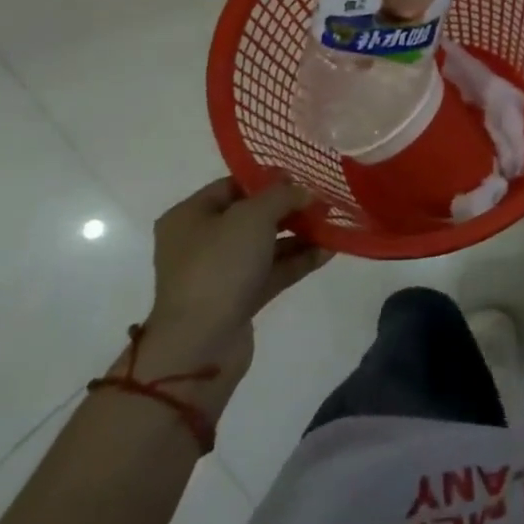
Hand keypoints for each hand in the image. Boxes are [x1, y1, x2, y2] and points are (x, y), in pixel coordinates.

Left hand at [141, 177, 329, 386]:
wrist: (200, 345)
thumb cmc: (219, 266)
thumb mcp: (253, 216)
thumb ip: (282, 196)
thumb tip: (304, 192)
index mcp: (190, 216)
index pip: (233, 185)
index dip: (268, 179)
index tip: (303, 178)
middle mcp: (201, 242)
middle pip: (252, 215)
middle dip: (289, 208)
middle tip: (323, 202)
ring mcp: (220, 273)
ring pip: (265, 245)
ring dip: (299, 235)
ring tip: (333, 224)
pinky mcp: (238, 299)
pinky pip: (272, 271)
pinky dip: (298, 260)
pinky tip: (329, 251)